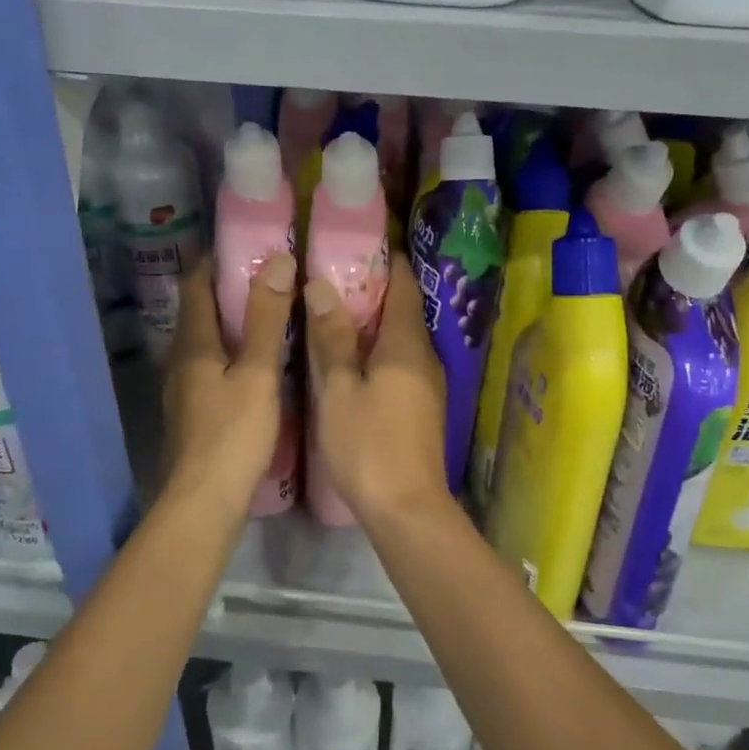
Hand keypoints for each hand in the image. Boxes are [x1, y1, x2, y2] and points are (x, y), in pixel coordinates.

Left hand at [163, 254, 295, 515]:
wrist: (203, 501)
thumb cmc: (233, 433)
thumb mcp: (259, 372)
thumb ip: (268, 318)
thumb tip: (278, 260)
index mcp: (193, 342)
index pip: (197, 284)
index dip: (217, 258)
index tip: (249, 242)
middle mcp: (181, 359)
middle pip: (201, 310)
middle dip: (230, 287)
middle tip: (272, 273)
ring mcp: (184, 387)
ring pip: (208, 339)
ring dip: (233, 320)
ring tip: (273, 310)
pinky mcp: (194, 410)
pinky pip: (213, 364)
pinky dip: (235, 349)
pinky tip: (261, 359)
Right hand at [305, 261, 448, 524]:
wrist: (406, 509)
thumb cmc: (368, 444)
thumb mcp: (339, 388)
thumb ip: (332, 336)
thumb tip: (322, 284)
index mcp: (407, 342)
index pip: (403, 283)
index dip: (386, 258)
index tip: (358, 241)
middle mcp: (425, 355)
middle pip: (404, 308)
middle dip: (374, 287)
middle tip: (334, 272)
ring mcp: (427, 382)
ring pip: (401, 336)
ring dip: (374, 319)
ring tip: (335, 307)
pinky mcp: (421, 404)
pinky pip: (400, 359)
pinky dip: (378, 346)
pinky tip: (351, 355)